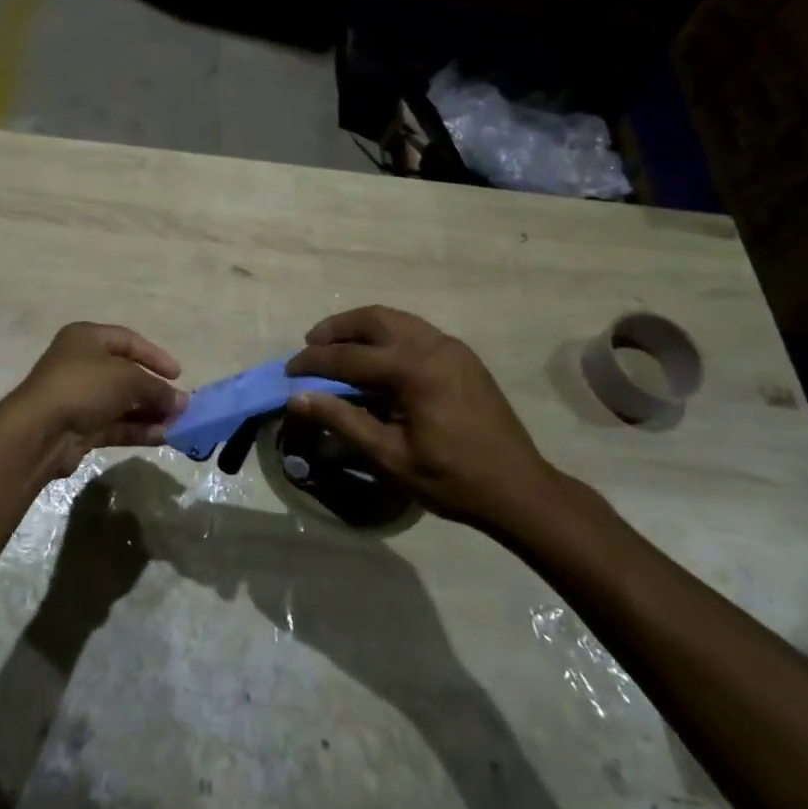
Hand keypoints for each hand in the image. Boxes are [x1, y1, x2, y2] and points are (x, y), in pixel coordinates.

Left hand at [10, 323, 187, 477]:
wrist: (40, 431)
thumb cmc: (84, 387)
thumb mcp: (128, 379)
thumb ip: (158, 389)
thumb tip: (183, 402)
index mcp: (87, 338)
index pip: (128, 340)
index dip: (155, 356)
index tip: (178, 374)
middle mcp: (81, 364)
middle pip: (126, 374)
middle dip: (155, 390)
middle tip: (181, 405)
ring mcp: (80, 397)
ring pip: (122, 402)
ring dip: (149, 413)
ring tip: (177, 425)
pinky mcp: (80, 427)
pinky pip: (115, 425)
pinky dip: (137, 430)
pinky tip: (161, 437)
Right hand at [284, 306, 563, 539]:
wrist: (519, 489)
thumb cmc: (451, 479)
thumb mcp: (390, 457)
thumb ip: (342, 420)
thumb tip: (297, 397)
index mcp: (414, 369)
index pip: (349, 356)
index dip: (313, 363)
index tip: (288, 372)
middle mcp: (433, 345)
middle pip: (373, 319)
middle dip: (336, 328)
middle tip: (310, 346)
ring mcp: (451, 346)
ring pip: (395, 318)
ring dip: (361, 327)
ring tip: (337, 346)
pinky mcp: (462, 356)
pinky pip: (414, 330)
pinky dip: (386, 334)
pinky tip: (375, 357)